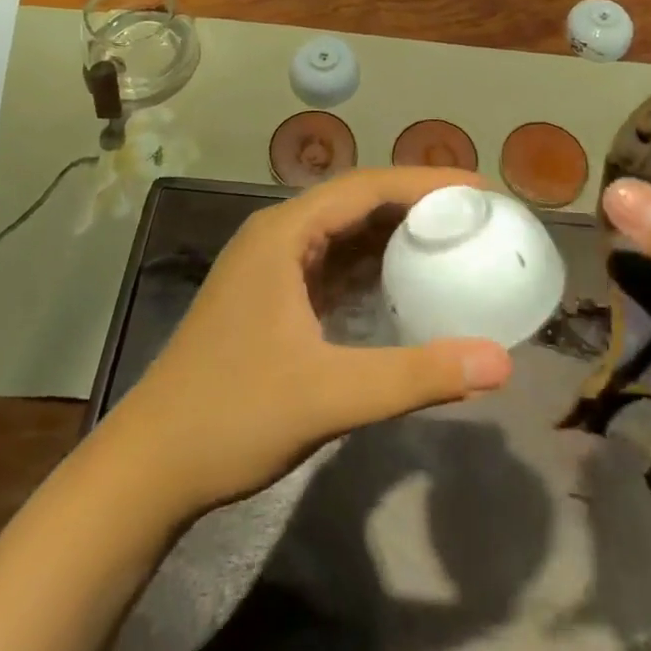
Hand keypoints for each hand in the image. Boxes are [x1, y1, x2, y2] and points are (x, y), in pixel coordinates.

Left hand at [101, 168, 513, 518]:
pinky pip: (333, 264)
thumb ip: (416, 376)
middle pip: (358, 201)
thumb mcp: (330, 395)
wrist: (149, 468)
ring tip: (453, 239)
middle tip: (476, 214)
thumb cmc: (232, 417)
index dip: (427, 182)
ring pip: (345, 232)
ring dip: (395, 232)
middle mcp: (278, 235)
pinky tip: (406, 282)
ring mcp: (272, 266)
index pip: (368, 186)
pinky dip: (372, 265)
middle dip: (417, 203)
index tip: (482, 191)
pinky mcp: (272, 297)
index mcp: (284, 233)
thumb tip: (501, 362)